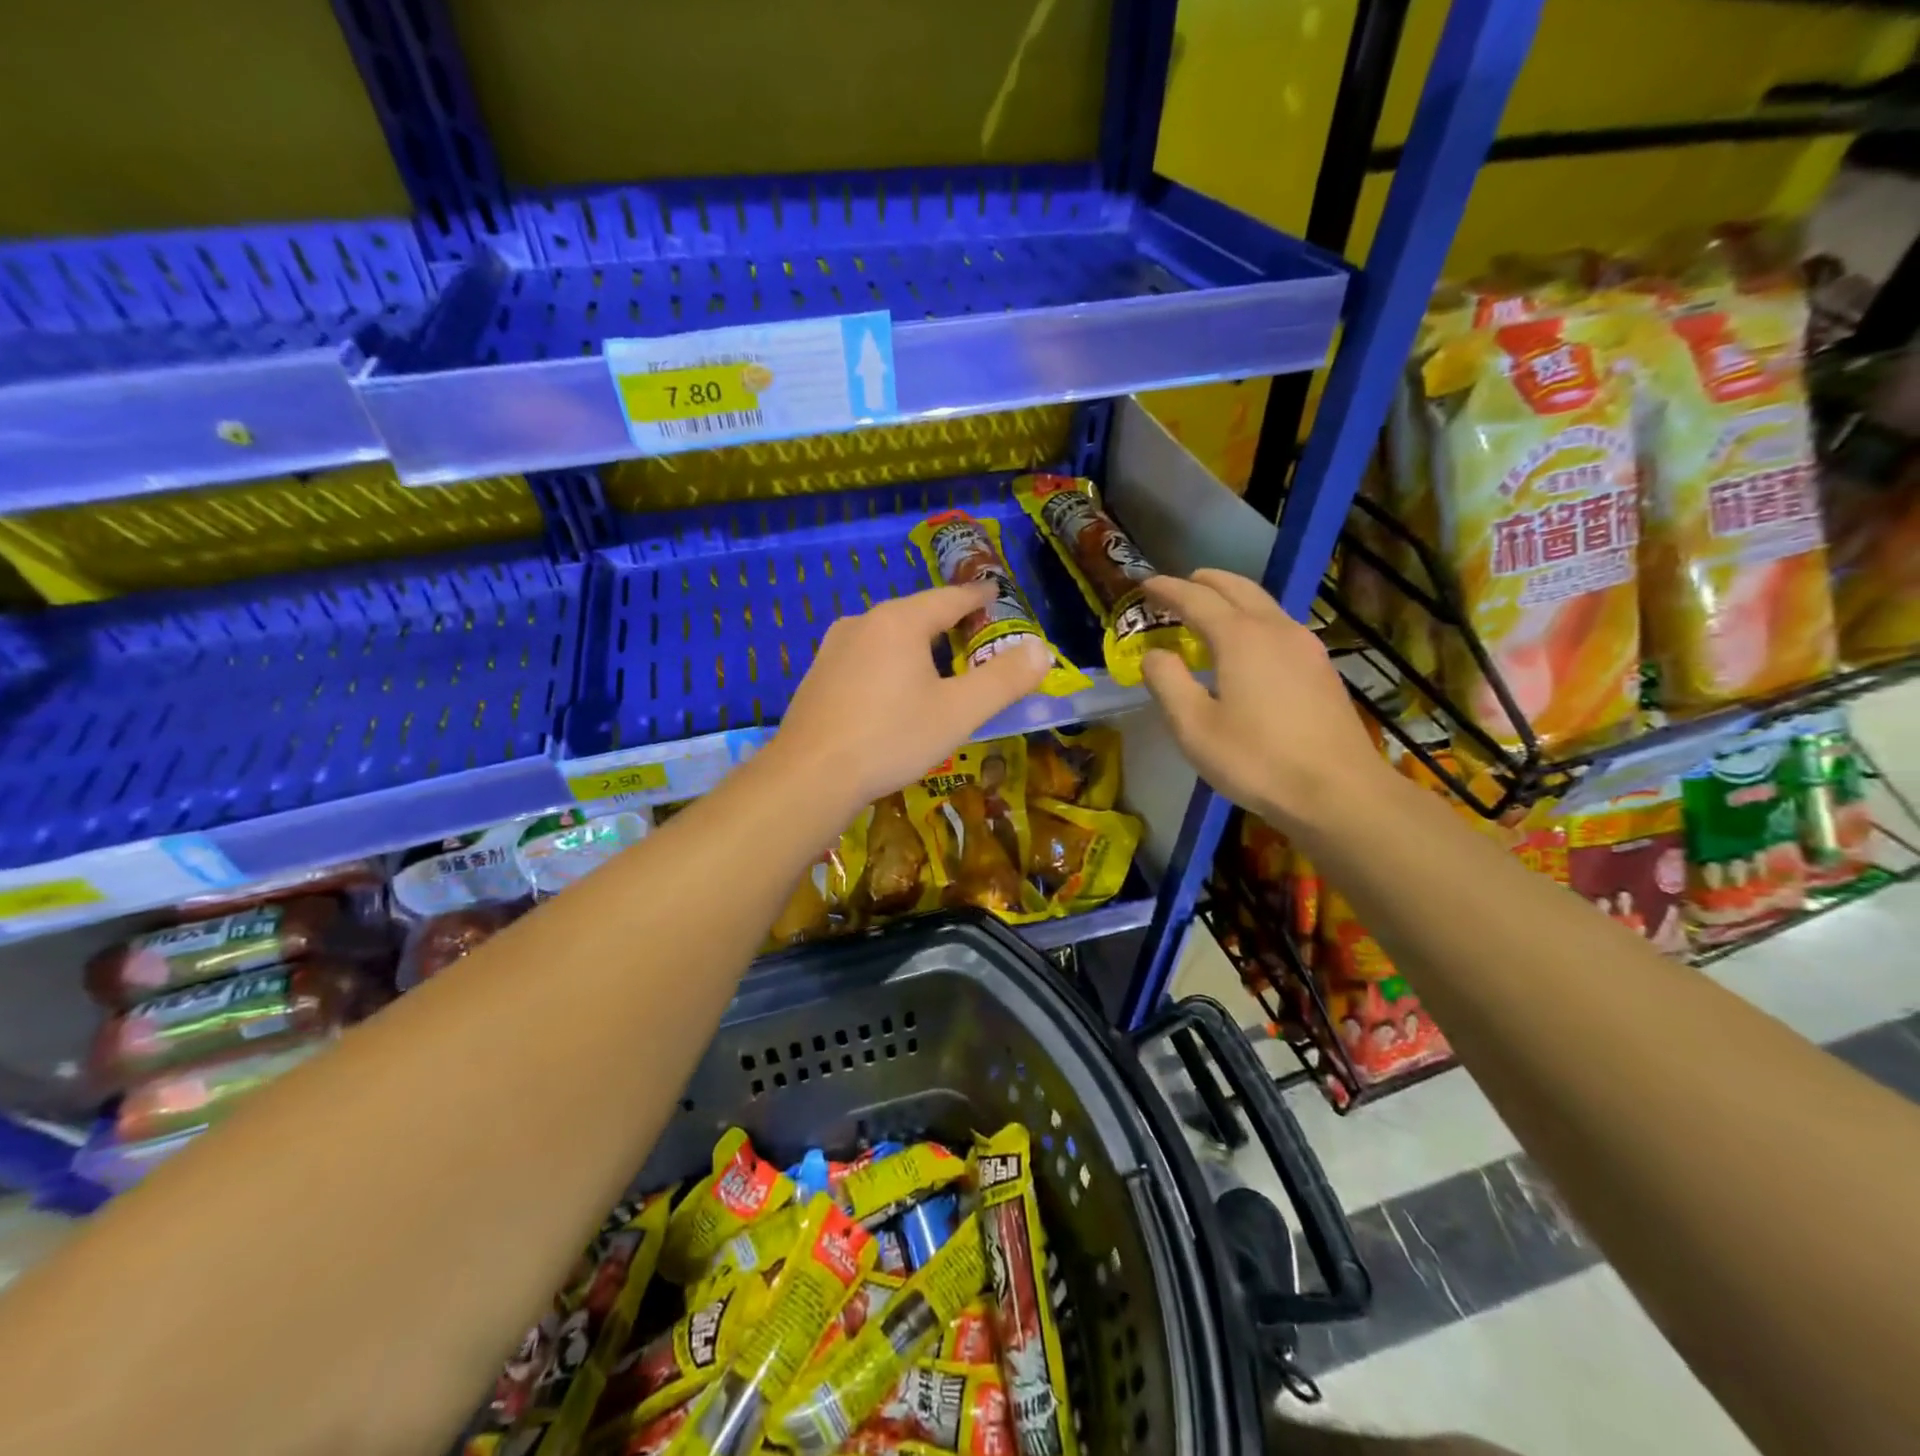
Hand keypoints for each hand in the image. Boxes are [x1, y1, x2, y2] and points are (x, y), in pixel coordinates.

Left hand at [769, 584, 1049, 810]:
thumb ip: (1003, 680)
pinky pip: (865, 657)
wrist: (809, 776)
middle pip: (916, 614)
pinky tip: (894, 691)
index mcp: (899, 621)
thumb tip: (1041, 649)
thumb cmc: (891, 738)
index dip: (977, 597)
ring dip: (916, 644)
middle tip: (973, 635)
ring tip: (938, 664)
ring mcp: (833, 648)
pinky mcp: (818, 675)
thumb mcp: (958, 712)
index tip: (995, 594)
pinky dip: (890, 663)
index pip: (949, 598)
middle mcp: (863, 622)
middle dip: (947, 622)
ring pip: (887, 636)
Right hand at [1141, 570, 1388, 831]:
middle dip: (1205, 582)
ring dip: (1232, 598)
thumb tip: (1154, 654)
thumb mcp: (1194, 728)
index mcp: (1240, 638)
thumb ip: (1168, 683)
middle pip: (1238, 588)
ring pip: (1264, 604)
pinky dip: (1254, 620)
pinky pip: (1280, 626)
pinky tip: (1249, 646)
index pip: (1196, 599)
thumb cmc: (1257, 760)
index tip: (1145, 585)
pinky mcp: (1322, 669)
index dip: (1167, 589)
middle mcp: (1276, 629)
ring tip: (1211, 611)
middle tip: (1179, 587)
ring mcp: (1306, 647)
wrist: (1338, 792)